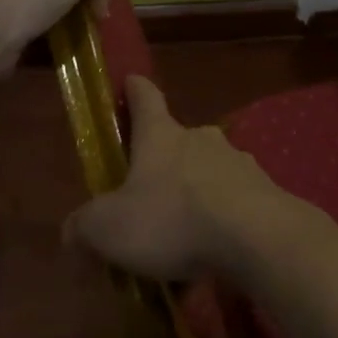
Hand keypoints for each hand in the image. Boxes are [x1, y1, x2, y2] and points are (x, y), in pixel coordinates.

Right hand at [63, 76, 291, 280]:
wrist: (256, 238)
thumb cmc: (172, 219)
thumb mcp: (109, 229)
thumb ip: (84, 227)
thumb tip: (71, 232)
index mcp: (161, 136)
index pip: (145, 98)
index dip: (135, 90)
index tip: (131, 81)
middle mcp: (202, 139)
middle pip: (179, 140)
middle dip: (165, 162)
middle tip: (150, 195)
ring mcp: (239, 164)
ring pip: (210, 173)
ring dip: (196, 195)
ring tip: (185, 237)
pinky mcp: (266, 193)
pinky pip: (235, 203)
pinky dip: (223, 222)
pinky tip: (215, 256)